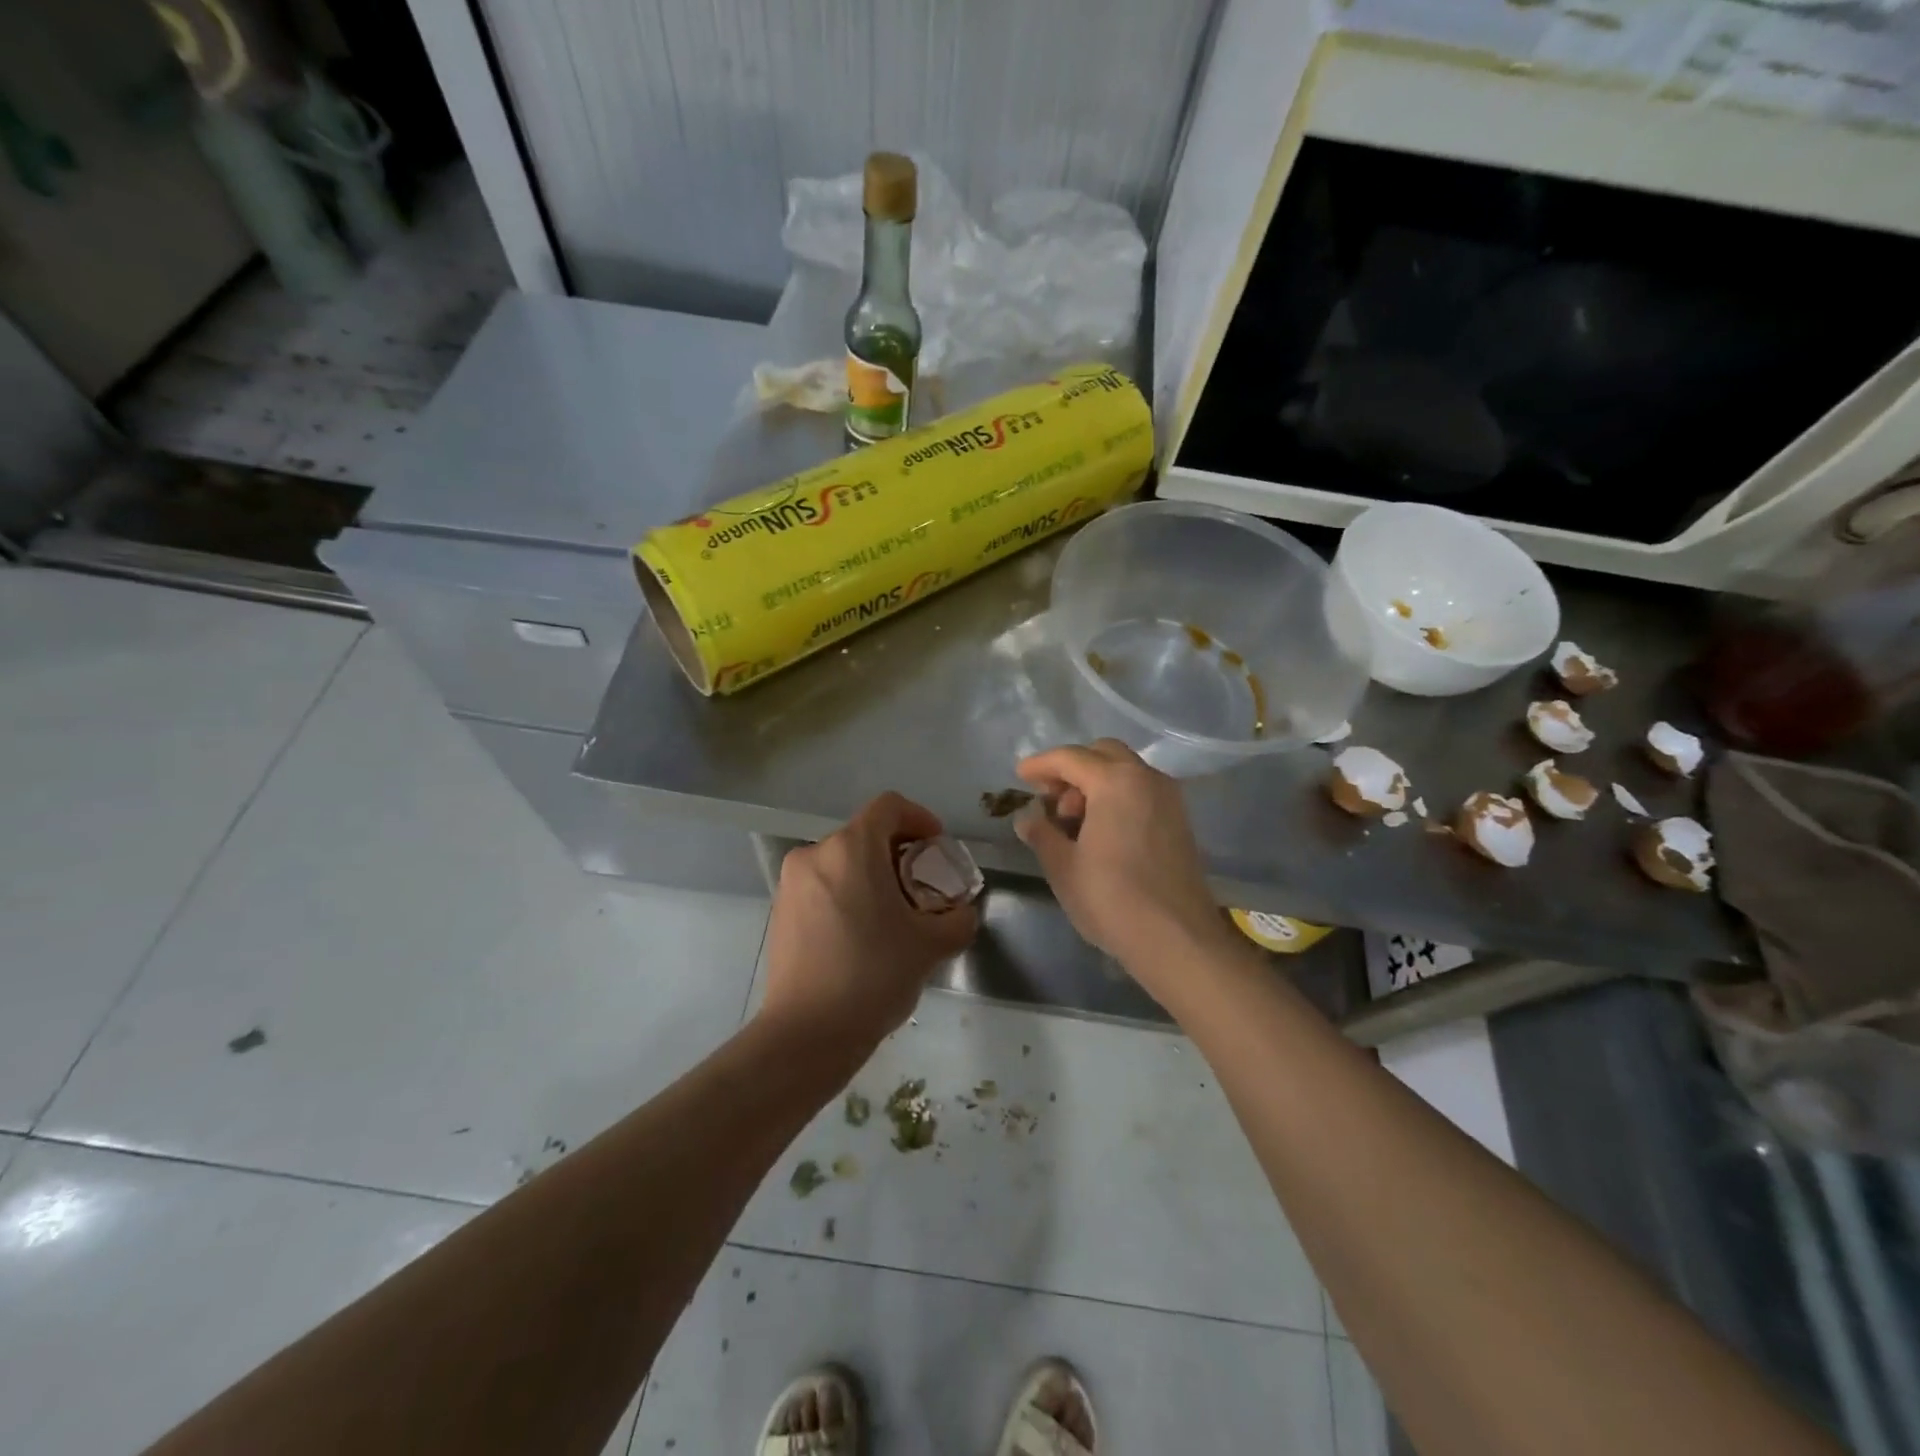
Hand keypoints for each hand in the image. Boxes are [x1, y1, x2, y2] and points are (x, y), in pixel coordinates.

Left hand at [759, 792, 978, 1046]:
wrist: (807, 1033)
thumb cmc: (873, 975)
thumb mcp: (931, 946)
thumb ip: (958, 919)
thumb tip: (960, 913)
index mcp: (851, 848)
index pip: (890, 806)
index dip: (920, 818)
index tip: (937, 848)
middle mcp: (816, 853)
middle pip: (865, 834)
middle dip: (898, 853)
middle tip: (922, 887)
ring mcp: (792, 882)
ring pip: (842, 861)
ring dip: (872, 875)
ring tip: (893, 915)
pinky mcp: (780, 910)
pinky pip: (822, 885)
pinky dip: (847, 893)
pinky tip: (862, 934)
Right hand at [1014, 740, 1233, 976]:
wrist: (1177, 939)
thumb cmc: (1111, 899)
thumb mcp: (1063, 867)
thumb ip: (1041, 833)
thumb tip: (1028, 818)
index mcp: (1115, 782)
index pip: (1070, 758)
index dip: (1041, 764)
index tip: (1020, 776)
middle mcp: (1146, 778)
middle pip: (1103, 754)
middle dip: (1072, 769)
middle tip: (1050, 799)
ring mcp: (1169, 798)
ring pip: (1125, 771)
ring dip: (1096, 783)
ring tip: (1073, 821)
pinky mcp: (1180, 821)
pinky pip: (1141, 791)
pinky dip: (1117, 797)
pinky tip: (1101, 831)